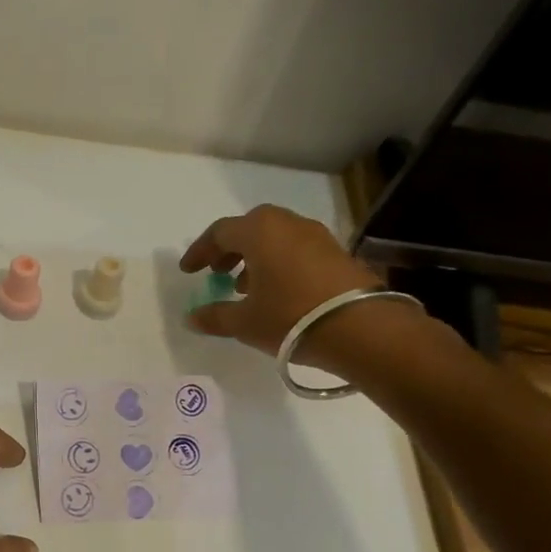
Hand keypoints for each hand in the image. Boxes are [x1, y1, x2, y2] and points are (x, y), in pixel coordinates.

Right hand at [179, 204, 395, 370]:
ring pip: (276, 237)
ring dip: (256, 256)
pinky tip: (277, 291)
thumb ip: (215, 316)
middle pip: (250, 228)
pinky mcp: (337, 252)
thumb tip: (192, 317)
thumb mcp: (245, 322)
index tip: (189, 271)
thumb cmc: (290, 317)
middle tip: (217, 272)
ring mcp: (316, 236)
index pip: (220, 232)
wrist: (361, 328)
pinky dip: (279, 262)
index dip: (200, 251)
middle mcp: (287, 224)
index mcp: (259, 231)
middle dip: (230, 249)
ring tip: (245, 286)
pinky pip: (296, 249)